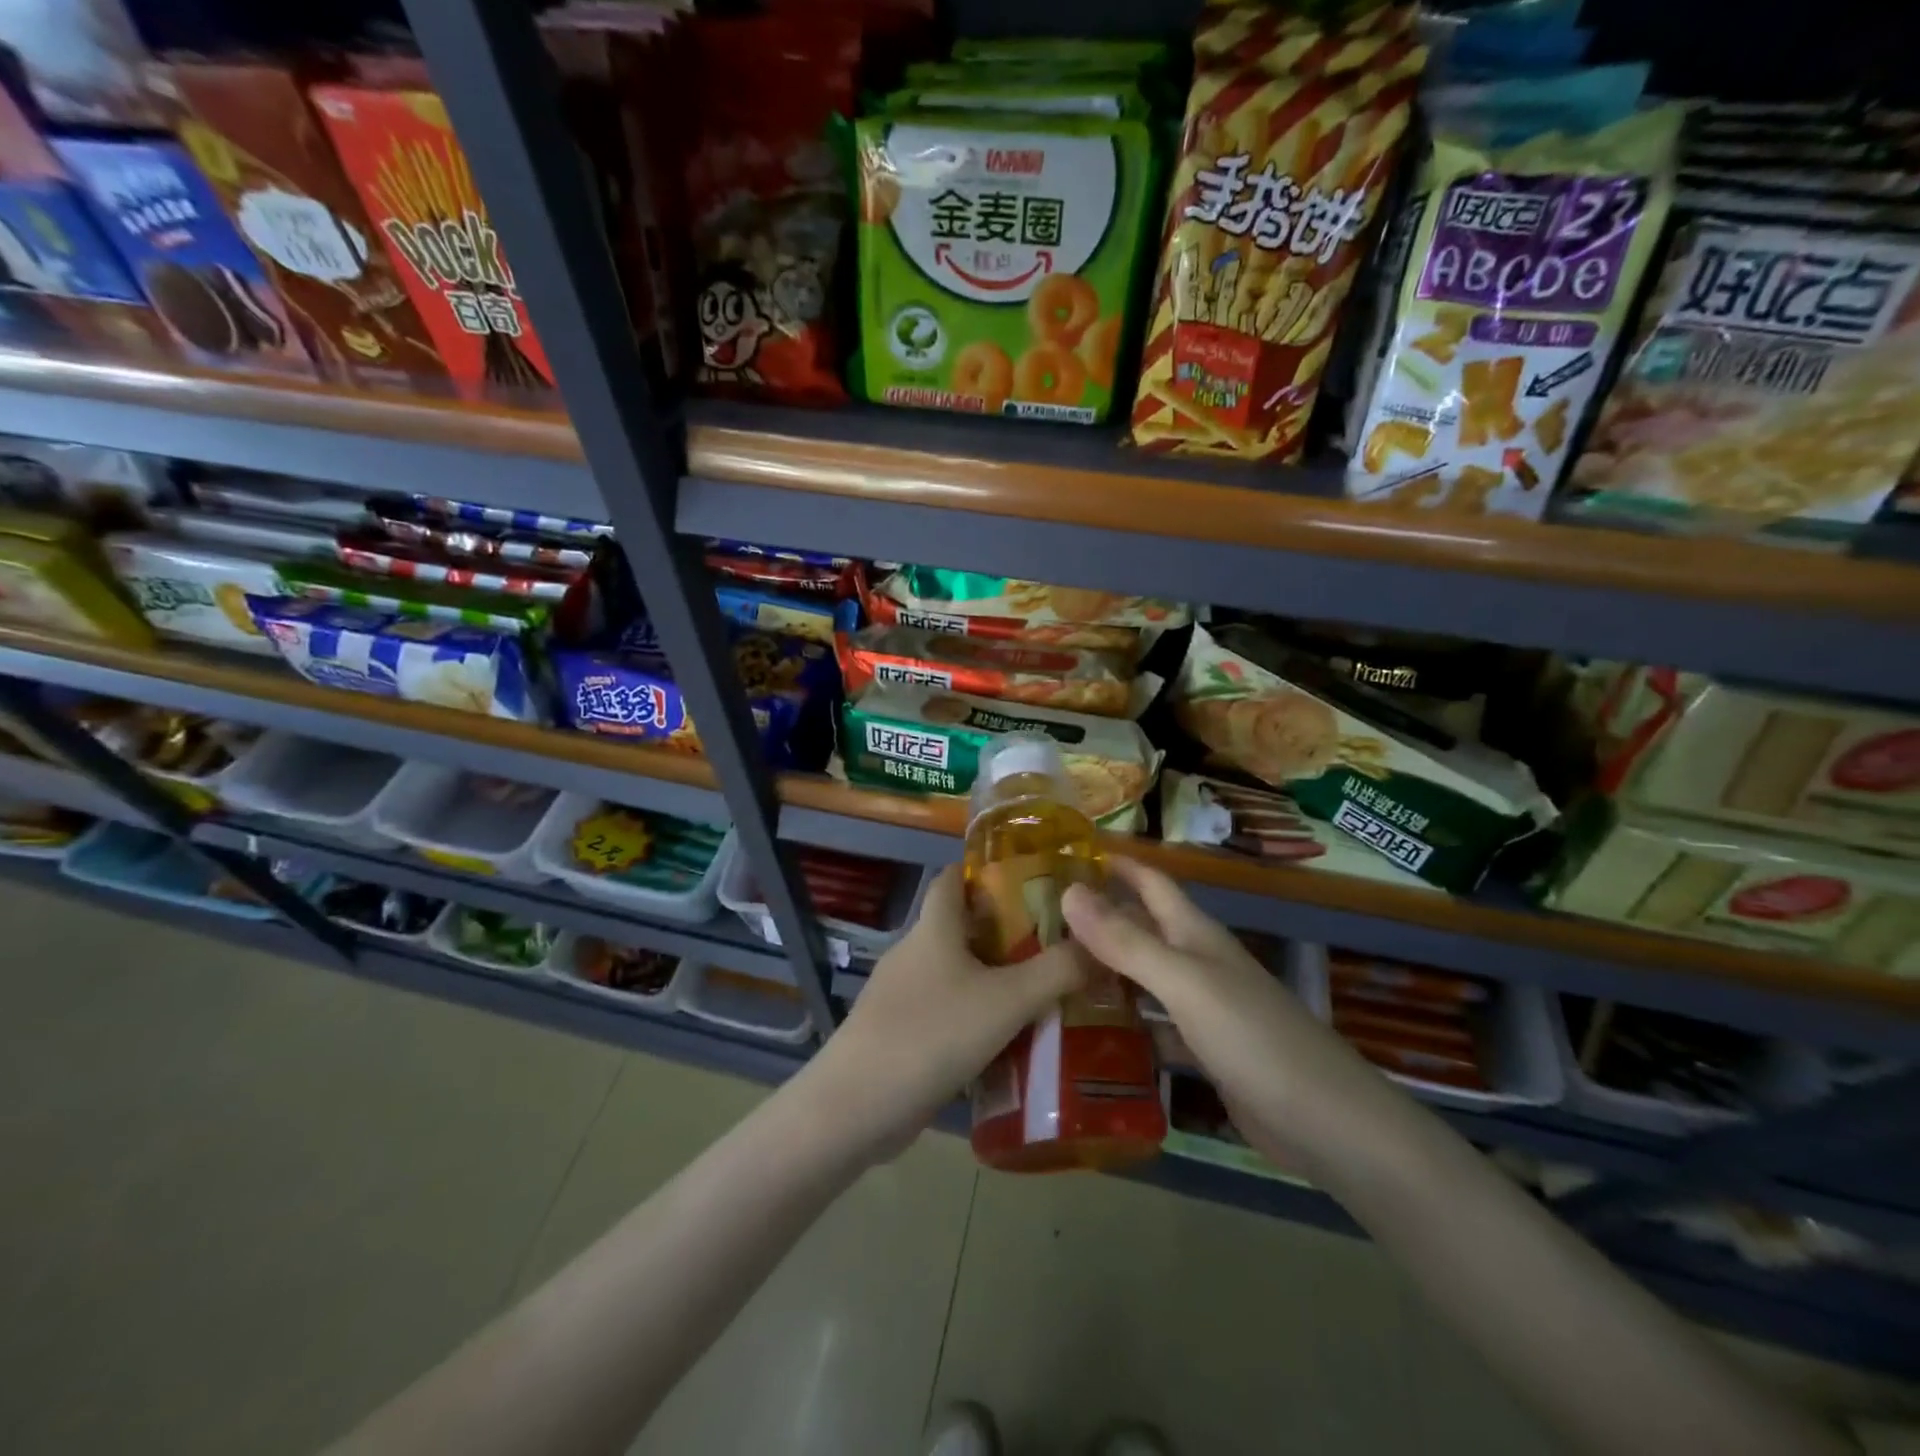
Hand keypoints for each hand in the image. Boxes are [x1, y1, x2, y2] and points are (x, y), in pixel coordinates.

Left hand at [808, 865, 1087, 1158]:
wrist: (857, 1105)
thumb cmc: (933, 1034)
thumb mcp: (1007, 1001)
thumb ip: (1057, 971)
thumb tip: (1100, 946)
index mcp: (934, 928)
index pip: (954, 877)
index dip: (987, 871)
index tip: (1033, 880)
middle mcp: (914, 952)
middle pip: (962, 927)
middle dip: (1006, 932)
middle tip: (1057, 945)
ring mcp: (901, 994)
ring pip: (956, 973)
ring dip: (993, 979)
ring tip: (1043, 994)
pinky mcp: (899, 1032)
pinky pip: (945, 1011)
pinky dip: (975, 1017)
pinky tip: (1006, 1042)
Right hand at [1061, 857, 1392, 1167]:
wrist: (1326, 1122)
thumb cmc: (1252, 1037)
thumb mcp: (1183, 982)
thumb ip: (1126, 941)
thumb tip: (1068, 891)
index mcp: (1195, 934)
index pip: (1150, 882)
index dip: (1115, 864)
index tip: (1066, 855)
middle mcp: (1196, 962)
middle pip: (1142, 927)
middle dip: (1098, 917)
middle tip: (1039, 920)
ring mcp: (1202, 1008)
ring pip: (1143, 976)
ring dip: (1104, 970)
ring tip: (1050, 971)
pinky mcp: (1203, 1050)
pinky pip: (1152, 1024)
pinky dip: (1123, 1022)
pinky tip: (1088, 1032)